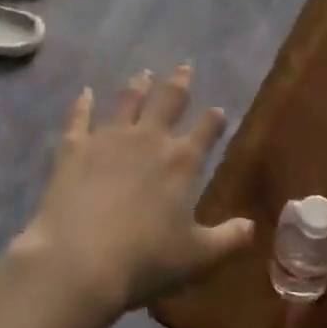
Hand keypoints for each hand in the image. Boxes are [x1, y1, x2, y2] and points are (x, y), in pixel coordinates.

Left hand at [14, 65, 254, 317]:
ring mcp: (109, 138)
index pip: (205, 130)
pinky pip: (79, 118)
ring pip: (127, 101)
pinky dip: (83, 104)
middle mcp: (148, 139)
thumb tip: (252, 226)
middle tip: (185, 67)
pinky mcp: (74, 147)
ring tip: (143, 73)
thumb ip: (228, 239)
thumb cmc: (145, 261)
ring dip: (137, 86)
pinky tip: (85, 93)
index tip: (218, 110)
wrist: (79, 259)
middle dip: (179, 84)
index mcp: (181, 162)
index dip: (214, 119)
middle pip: (168, 102)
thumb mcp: (197, 258)